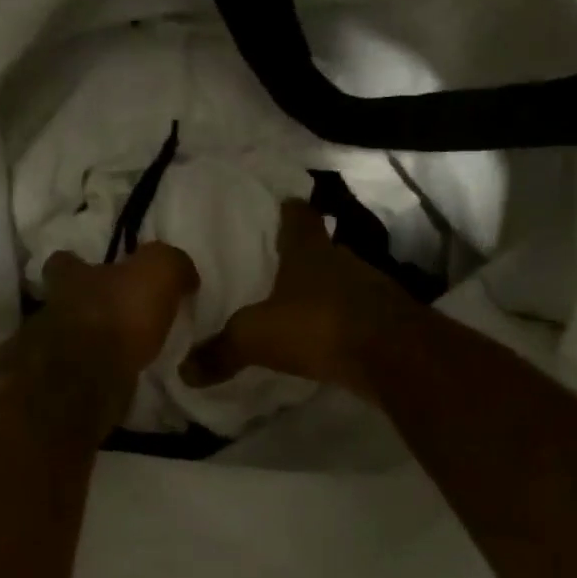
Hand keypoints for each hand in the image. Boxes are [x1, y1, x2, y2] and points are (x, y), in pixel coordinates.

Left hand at [41, 243, 199, 382]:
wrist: (93, 378)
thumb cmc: (120, 312)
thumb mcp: (159, 270)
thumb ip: (171, 263)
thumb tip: (183, 274)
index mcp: (69, 276)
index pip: (62, 261)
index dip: (77, 262)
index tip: (97, 269)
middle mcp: (54, 308)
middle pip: (67, 300)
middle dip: (91, 304)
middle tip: (121, 311)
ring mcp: (55, 349)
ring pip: (77, 337)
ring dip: (100, 339)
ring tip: (130, 345)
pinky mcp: (67, 382)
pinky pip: (88, 369)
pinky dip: (105, 368)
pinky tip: (127, 372)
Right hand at [179, 200, 418, 399]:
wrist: (391, 356)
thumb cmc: (317, 326)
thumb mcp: (256, 337)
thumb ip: (221, 351)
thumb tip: (185, 371)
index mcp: (310, 252)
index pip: (299, 217)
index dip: (289, 211)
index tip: (282, 206)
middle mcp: (344, 261)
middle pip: (322, 251)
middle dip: (303, 259)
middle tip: (278, 268)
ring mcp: (371, 290)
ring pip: (342, 283)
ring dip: (325, 293)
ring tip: (300, 307)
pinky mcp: (388, 321)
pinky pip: (357, 316)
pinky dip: (342, 324)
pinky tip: (327, 340)